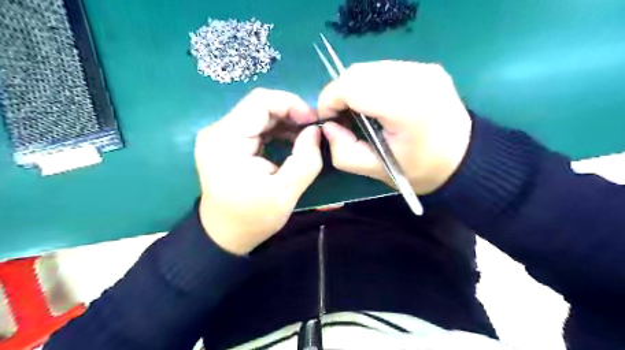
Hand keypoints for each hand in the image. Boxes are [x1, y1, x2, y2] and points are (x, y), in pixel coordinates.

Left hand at [194, 88, 321, 254]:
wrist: (224, 236)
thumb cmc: (251, 219)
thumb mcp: (284, 193)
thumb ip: (305, 160)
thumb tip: (315, 131)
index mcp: (226, 140)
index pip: (260, 101)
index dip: (290, 104)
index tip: (312, 123)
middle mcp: (218, 131)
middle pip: (259, 106)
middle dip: (290, 115)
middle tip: (313, 132)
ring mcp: (221, 137)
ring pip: (259, 115)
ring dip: (285, 123)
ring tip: (305, 139)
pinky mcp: (227, 143)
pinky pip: (256, 127)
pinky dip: (276, 132)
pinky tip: (291, 143)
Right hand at [319, 60, 470, 195]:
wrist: (464, 159)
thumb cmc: (420, 170)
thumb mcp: (376, 170)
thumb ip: (343, 152)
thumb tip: (329, 127)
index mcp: (405, 106)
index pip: (350, 86)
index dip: (329, 100)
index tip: (329, 120)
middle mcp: (416, 77)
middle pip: (357, 72)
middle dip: (340, 94)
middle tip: (343, 118)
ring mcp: (423, 68)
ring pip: (369, 68)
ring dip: (355, 88)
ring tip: (360, 111)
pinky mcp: (426, 67)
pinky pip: (384, 69)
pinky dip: (371, 84)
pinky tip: (378, 103)